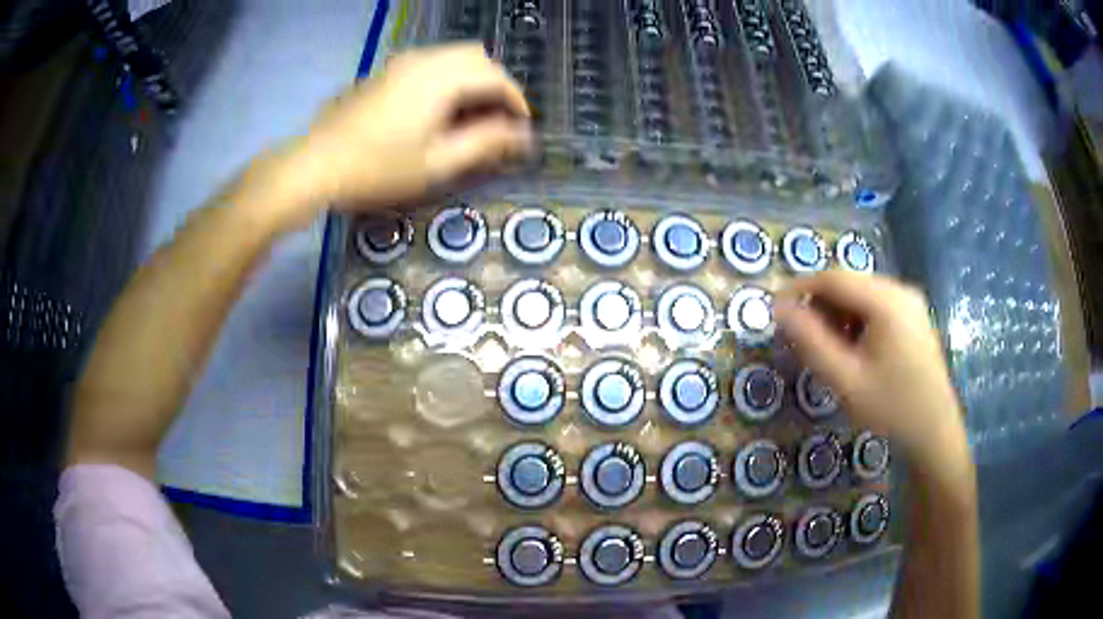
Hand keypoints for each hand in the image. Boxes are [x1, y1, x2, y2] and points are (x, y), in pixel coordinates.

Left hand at [252, 43, 532, 229]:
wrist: (315, 166)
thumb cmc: (377, 169)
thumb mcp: (437, 163)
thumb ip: (485, 143)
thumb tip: (522, 135)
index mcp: (441, 78)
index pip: (496, 77)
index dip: (516, 101)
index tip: (521, 129)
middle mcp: (424, 59)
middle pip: (476, 57)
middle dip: (496, 84)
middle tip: (497, 120)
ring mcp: (400, 62)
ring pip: (452, 56)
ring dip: (471, 79)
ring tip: (471, 116)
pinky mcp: (384, 71)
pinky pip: (430, 63)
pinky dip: (448, 78)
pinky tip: (438, 109)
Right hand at [774, 272, 969, 472]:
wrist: (934, 432)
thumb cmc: (890, 408)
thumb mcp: (844, 380)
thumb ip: (810, 341)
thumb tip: (778, 309)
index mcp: (886, 300)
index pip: (833, 278)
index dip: (799, 289)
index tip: (775, 312)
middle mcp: (900, 290)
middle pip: (849, 284)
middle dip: (820, 306)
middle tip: (801, 340)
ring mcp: (910, 302)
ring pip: (861, 296)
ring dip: (838, 316)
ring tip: (828, 351)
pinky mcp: (914, 317)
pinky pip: (877, 307)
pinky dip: (857, 322)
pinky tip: (854, 352)